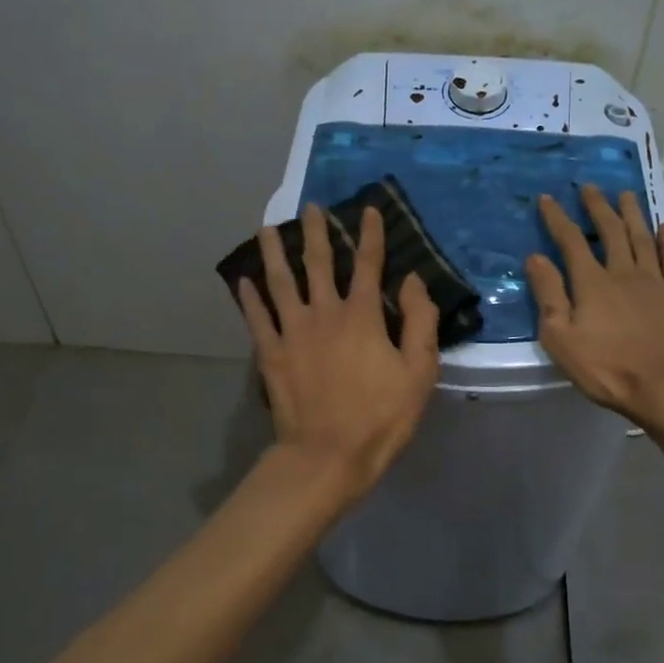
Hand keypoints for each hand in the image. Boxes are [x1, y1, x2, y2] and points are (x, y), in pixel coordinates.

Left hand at [237, 203, 439, 503]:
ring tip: (266, 228)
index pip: (368, 265)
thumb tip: (413, 280)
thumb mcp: (419, 372)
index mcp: (362, 316)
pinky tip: (243, 281)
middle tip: (309, 207)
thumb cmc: (380, 416)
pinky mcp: (271, 355)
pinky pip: (257, 319)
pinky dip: (249, 298)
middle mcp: (324, 314)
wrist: (327, 455)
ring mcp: (292, 333)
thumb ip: (420, 321)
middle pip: (318, 263)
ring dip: (274, 253)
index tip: (367, 209)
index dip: (370, 235)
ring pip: (280, 282)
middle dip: (316, 232)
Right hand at [524, 185, 663, 428]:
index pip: (571, 241)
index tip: (547, 198)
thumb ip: (549, 295)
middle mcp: (624, 272)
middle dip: (597, 207)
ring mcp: (656, 282)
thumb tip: (535, 258)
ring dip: (632, 214)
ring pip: (642, 238)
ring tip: (626, 194)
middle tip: (590, 187)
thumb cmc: (607, 368)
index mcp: (592, 283)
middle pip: (610, 232)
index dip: (557, 219)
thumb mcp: (561, 338)